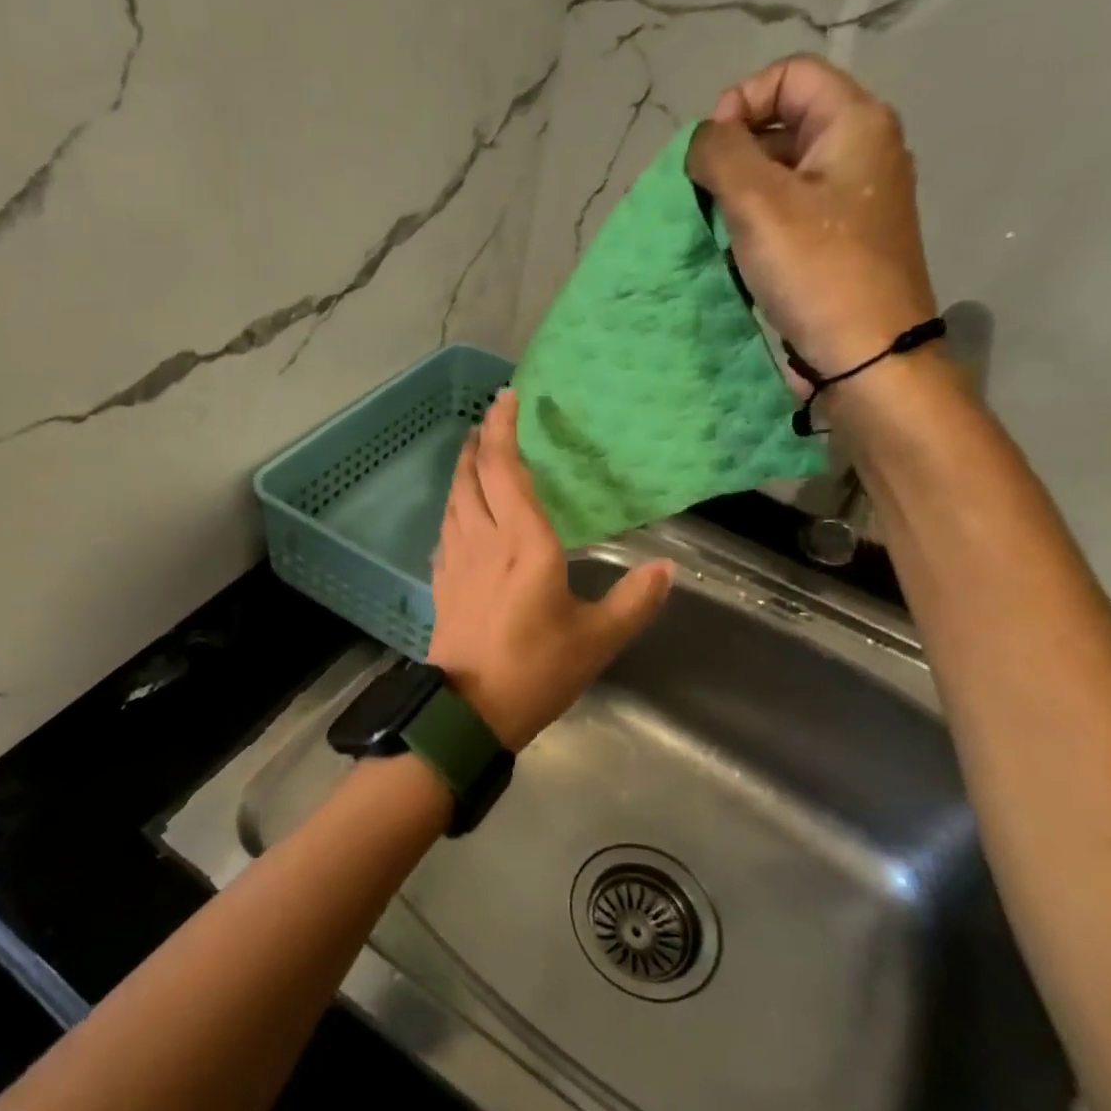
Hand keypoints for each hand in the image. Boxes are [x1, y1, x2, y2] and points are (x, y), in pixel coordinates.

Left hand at [428, 391, 672, 750]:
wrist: (469, 712)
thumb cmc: (536, 671)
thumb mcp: (596, 640)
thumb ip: (634, 601)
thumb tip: (667, 570)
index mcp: (524, 544)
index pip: (508, 470)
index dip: (505, 429)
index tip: (507, 398)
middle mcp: (484, 540)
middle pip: (473, 476)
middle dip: (480, 442)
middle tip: (489, 420)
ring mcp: (457, 560)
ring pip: (454, 499)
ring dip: (463, 470)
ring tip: (474, 454)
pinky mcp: (443, 582)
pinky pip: (446, 529)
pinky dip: (454, 507)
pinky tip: (460, 513)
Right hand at [686, 55, 939, 383]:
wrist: (866, 355)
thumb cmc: (816, 270)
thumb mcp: (758, 202)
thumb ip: (720, 154)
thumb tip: (703, 139)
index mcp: (856, 122)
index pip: (790, 75)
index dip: (739, 102)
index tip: (709, 155)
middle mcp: (864, 150)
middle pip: (786, 122)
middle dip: (736, 154)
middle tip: (708, 198)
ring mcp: (857, 199)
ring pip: (785, 172)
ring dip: (743, 194)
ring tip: (723, 231)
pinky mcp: (844, 241)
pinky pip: (794, 211)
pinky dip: (762, 224)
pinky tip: (746, 256)